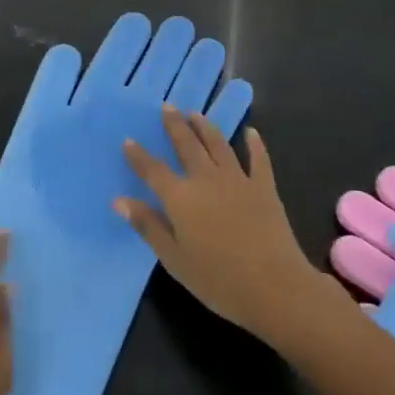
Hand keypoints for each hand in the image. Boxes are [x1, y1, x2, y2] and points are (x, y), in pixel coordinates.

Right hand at [118, 109, 344, 345]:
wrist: (274, 287)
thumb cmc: (218, 280)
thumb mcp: (174, 259)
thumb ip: (148, 226)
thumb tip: (120, 200)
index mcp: (180, 198)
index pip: (153, 170)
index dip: (139, 155)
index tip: (128, 140)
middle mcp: (206, 179)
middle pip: (187, 145)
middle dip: (175, 125)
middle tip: (167, 106)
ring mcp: (238, 180)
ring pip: (218, 144)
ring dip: (205, 127)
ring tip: (196, 113)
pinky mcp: (264, 187)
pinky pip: (259, 159)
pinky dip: (254, 144)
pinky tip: (251, 132)